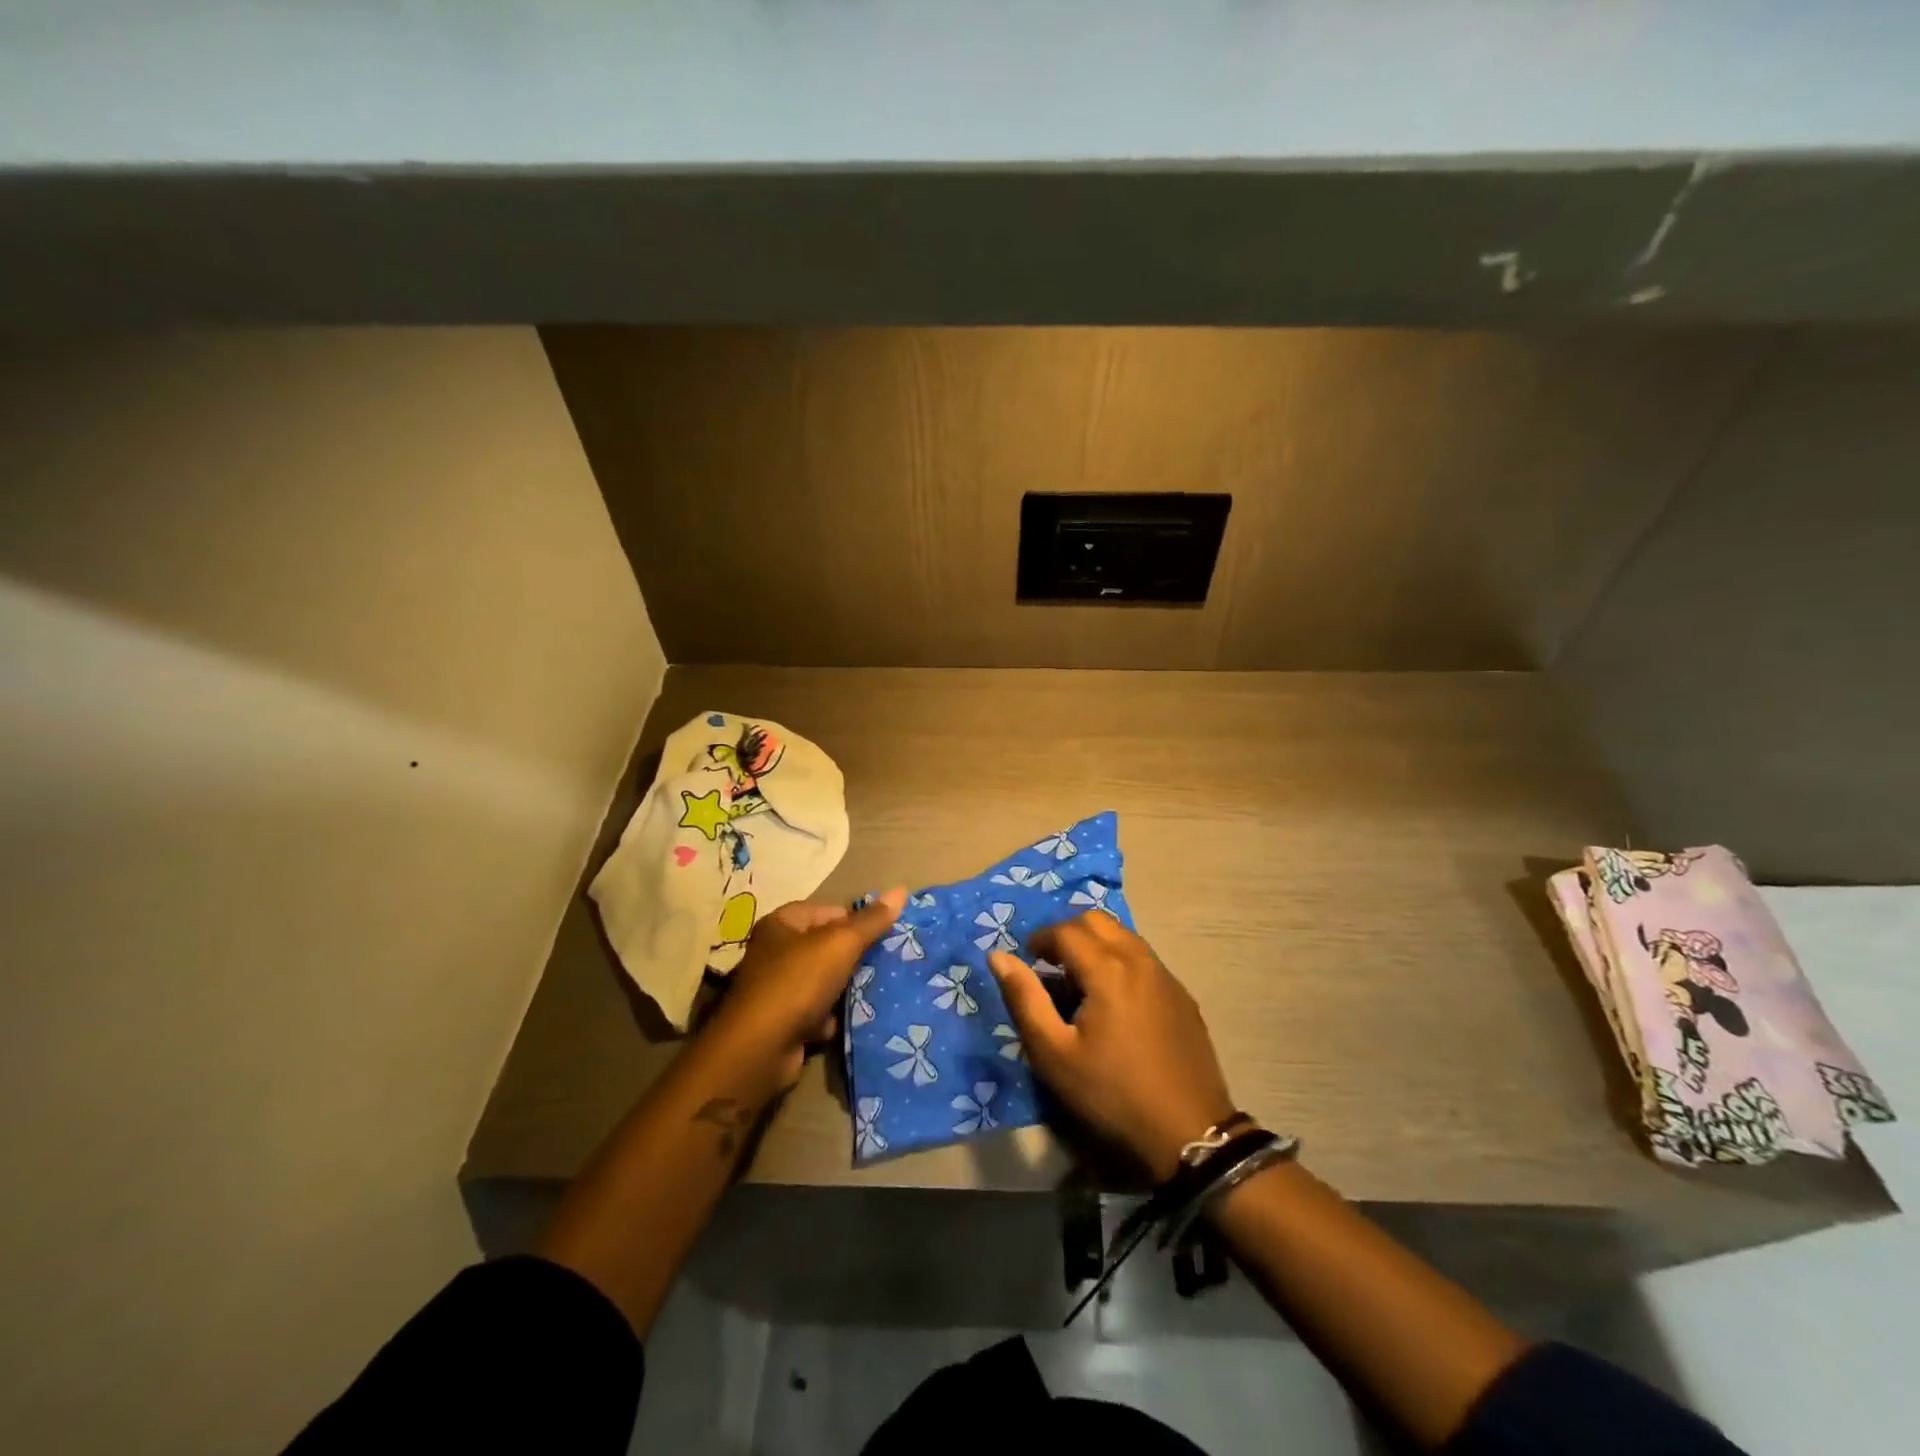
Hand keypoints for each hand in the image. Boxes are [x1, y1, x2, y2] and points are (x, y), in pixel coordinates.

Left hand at [706, 888, 906, 1093]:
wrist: (761, 1049)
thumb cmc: (798, 982)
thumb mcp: (840, 944)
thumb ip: (871, 920)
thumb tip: (900, 890)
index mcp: (782, 924)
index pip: (828, 911)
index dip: (856, 921)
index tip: (885, 935)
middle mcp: (775, 952)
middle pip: (827, 947)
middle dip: (855, 957)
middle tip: (887, 963)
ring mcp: (777, 989)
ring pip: (825, 981)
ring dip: (846, 989)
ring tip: (877, 990)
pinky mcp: (782, 1022)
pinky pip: (817, 1012)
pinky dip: (831, 1017)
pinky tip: (848, 1021)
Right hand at [989, 911, 1235, 1180]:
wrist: (1189, 1133)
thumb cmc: (1112, 1093)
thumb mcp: (1054, 1054)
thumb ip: (1024, 999)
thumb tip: (998, 957)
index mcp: (1108, 969)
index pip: (1066, 930)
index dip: (1041, 939)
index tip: (1027, 960)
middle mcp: (1140, 959)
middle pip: (1098, 921)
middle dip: (1068, 933)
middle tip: (1051, 965)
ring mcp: (1166, 976)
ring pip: (1124, 936)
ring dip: (1096, 944)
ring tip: (1080, 983)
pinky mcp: (1182, 996)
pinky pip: (1144, 958)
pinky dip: (1120, 960)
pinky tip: (1114, 1001)